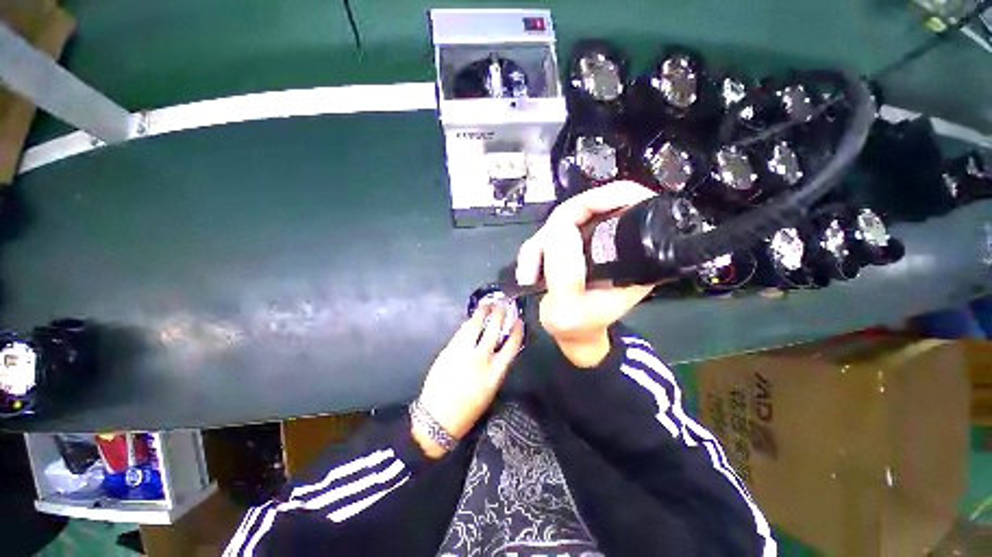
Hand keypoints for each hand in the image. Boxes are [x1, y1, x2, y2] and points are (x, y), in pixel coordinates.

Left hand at [413, 304, 523, 457]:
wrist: (439, 417)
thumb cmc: (467, 412)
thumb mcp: (489, 392)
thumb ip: (493, 371)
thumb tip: (495, 353)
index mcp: (496, 374)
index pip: (512, 346)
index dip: (517, 331)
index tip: (519, 321)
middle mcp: (481, 360)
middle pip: (494, 330)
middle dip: (500, 315)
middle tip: (503, 304)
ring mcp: (463, 353)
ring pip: (475, 327)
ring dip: (483, 313)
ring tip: (487, 305)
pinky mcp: (447, 351)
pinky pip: (460, 333)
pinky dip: (467, 324)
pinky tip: (470, 320)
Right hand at [515, 181, 656, 366]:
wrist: (575, 338)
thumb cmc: (579, 329)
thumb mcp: (570, 313)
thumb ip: (566, 275)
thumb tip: (561, 227)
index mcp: (638, 254)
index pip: (632, 199)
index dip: (603, 197)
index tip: (571, 215)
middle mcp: (624, 240)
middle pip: (596, 202)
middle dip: (560, 224)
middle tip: (539, 252)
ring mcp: (603, 239)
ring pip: (572, 215)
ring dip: (544, 239)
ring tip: (530, 270)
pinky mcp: (585, 241)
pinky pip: (560, 228)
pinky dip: (540, 244)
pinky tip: (531, 267)